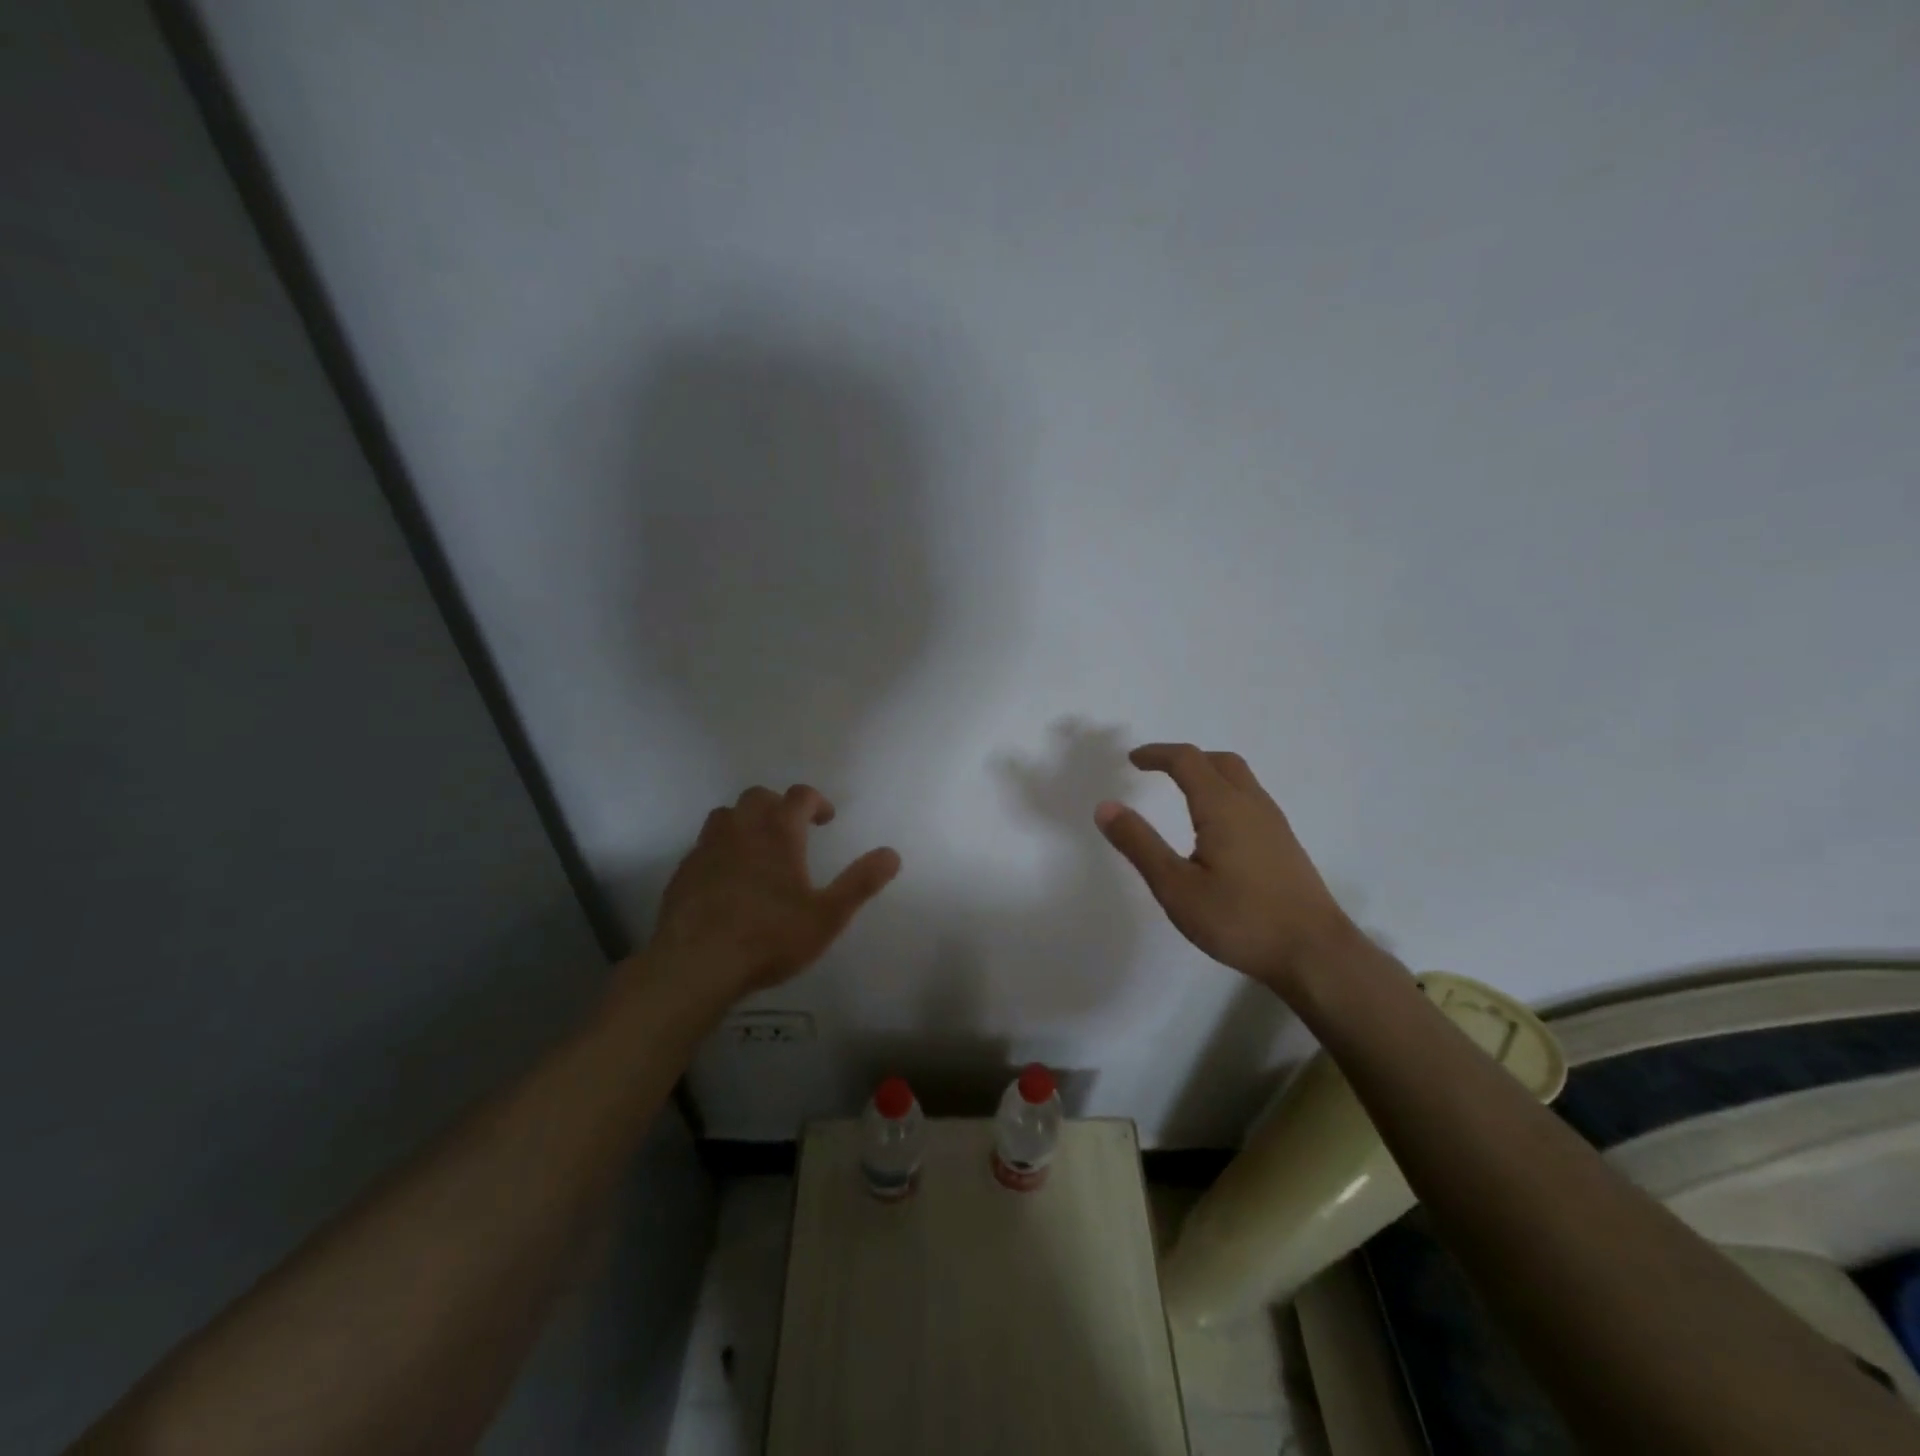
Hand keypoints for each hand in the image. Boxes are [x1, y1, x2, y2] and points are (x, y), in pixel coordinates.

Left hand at [645, 785, 899, 1000]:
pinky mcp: (683, 871)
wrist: (695, 965)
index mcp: (778, 833)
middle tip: (792, 830)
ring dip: (745, 821)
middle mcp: (741, 830)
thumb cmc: (769, 938)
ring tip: (758, 848)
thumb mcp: (827, 916)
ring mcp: (707, 849)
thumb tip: (892, 854)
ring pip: (726, 815)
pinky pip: (704, 845)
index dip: (816, 801)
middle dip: (778, 805)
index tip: (826, 819)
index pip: (799, 796)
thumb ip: (860, 882)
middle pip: (758, 797)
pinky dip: (721, 848)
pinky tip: (727, 877)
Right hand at [1095, 744, 1354, 993]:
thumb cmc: (1240, 920)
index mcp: (1223, 807)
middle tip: (1157, 770)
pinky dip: (1224, 794)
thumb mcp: (1176, 887)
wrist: (1316, 954)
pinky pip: (1251, 800)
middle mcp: (1252, 805)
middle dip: (1185, 758)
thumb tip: (1106, 806)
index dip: (1157, 754)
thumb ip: (1139, 844)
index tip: (1132, 760)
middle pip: (1219, 761)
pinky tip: (1216, 828)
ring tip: (1182, 793)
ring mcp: (1274, 824)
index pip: (1187, 760)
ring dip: (1208, 774)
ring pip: (1240, 779)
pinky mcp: (1285, 845)